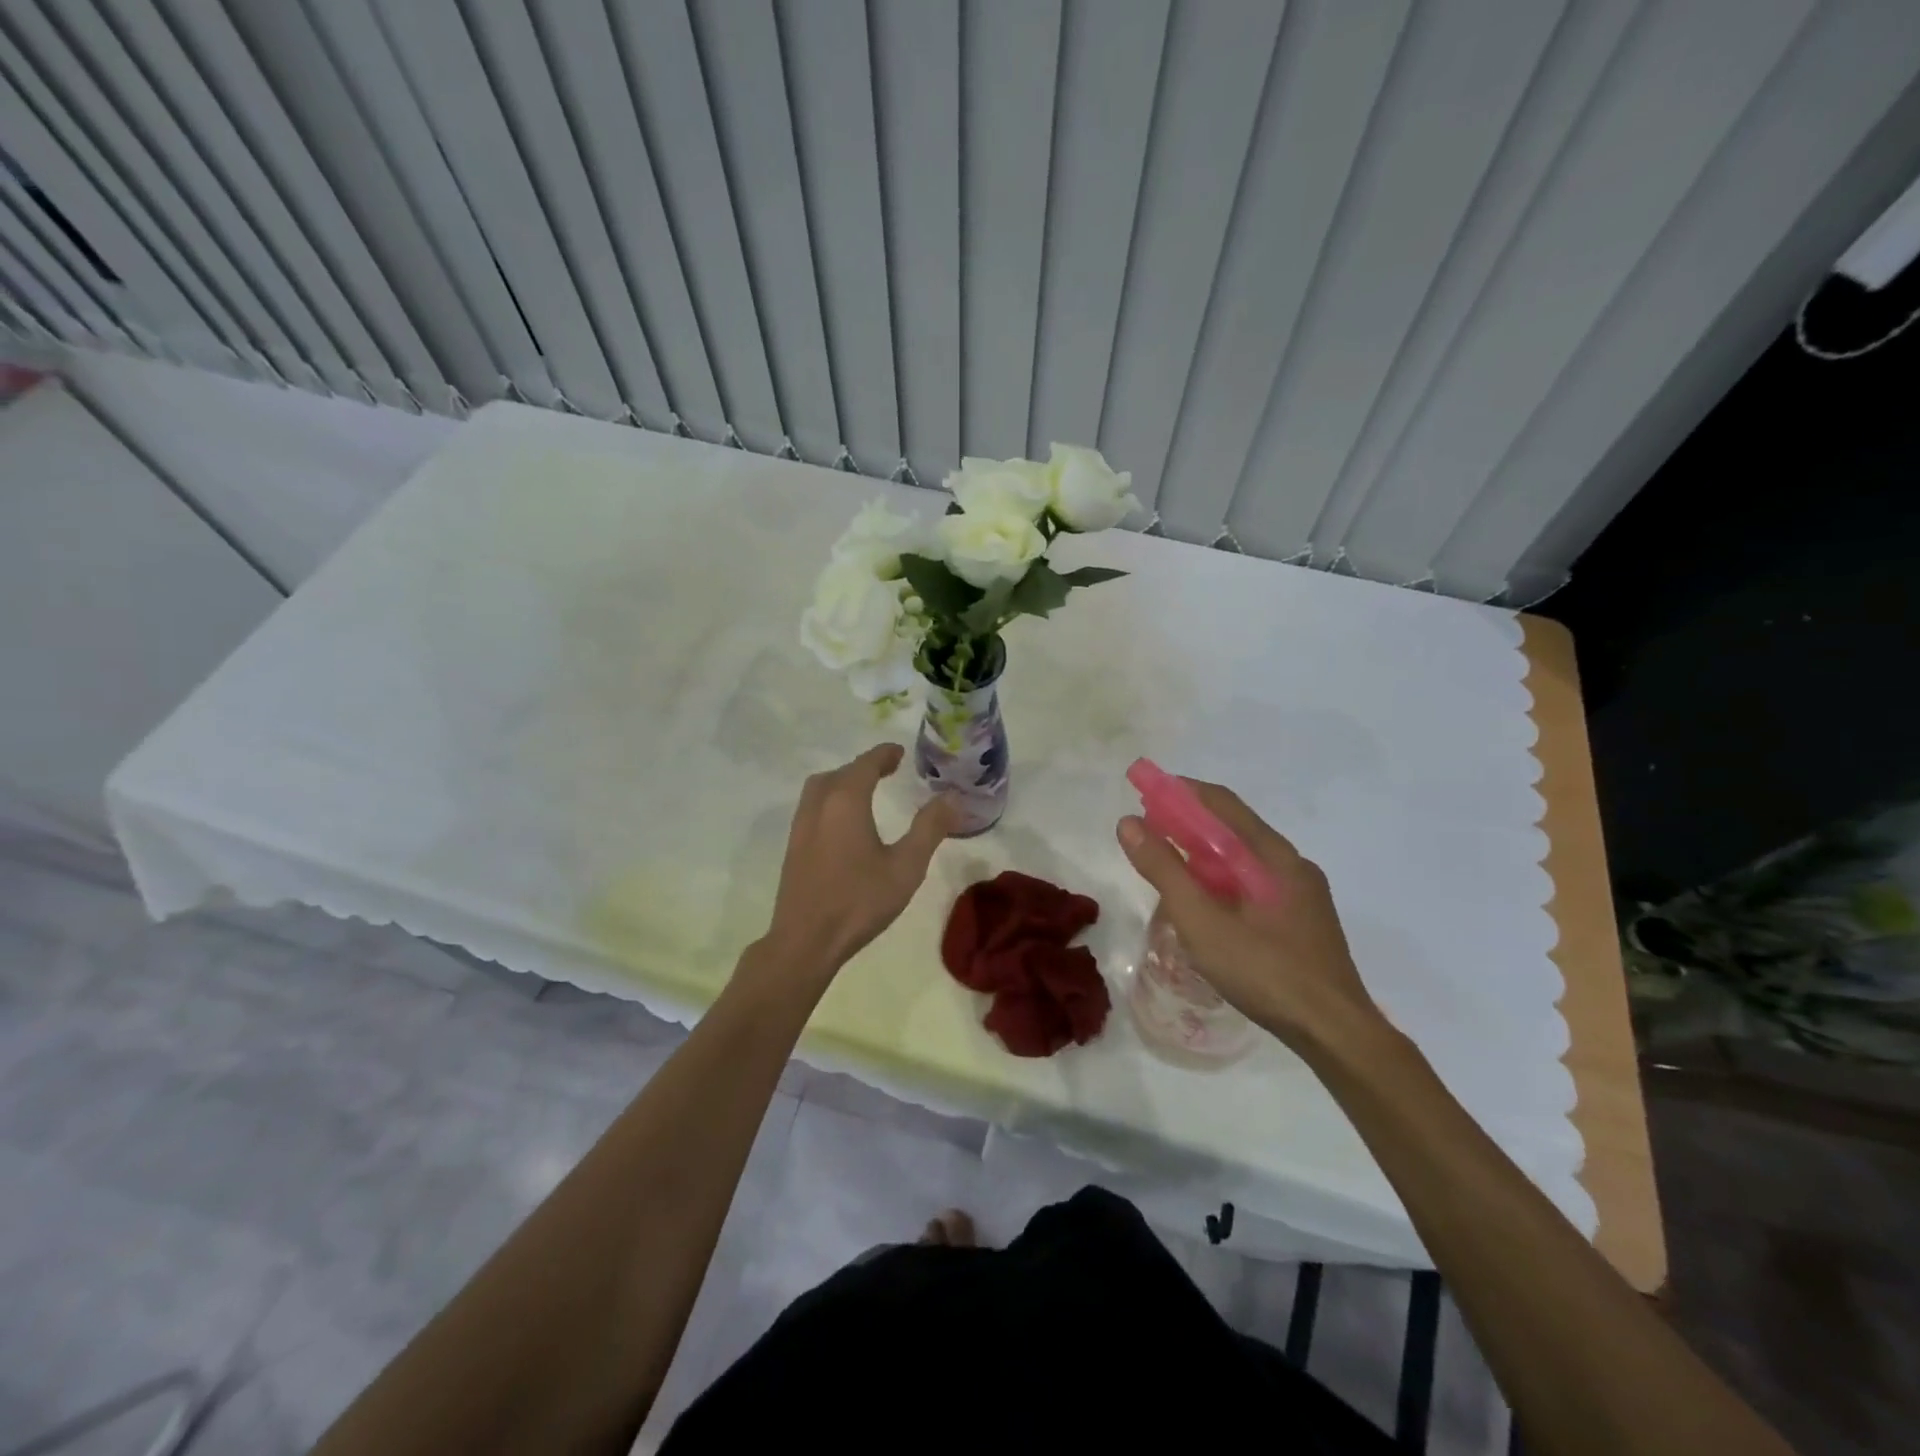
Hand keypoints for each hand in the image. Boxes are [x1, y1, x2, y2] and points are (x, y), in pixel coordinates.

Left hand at [763, 744, 960, 977]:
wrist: (806, 941)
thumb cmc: (859, 901)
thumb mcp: (906, 866)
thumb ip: (929, 828)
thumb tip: (951, 797)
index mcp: (845, 801)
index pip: (865, 764)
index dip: (884, 754)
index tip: (899, 752)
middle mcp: (818, 805)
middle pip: (840, 773)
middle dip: (864, 766)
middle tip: (888, 770)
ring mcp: (800, 827)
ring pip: (821, 788)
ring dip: (843, 781)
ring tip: (866, 791)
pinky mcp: (793, 848)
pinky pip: (812, 807)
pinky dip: (831, 799)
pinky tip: (844, 823)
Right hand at [1117, 781, 1384, 1055]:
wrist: (1335, 1034)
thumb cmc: (1266, 972)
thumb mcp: (1202, 921)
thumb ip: (1165, 870)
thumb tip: (1129, 824)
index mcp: (1275, 856)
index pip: (1222, 804)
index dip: (1180, 792)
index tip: (1144, 791)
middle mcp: (1292, 866)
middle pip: (1234, 829)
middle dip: (1188, 823)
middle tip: (1148, 831)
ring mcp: (1301, 896)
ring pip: (1244, 860)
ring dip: (1204, 854)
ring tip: (1168, 865)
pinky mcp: (1302, 922)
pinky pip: (1254, 884)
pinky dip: (1221, 880)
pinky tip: (1204, 904)